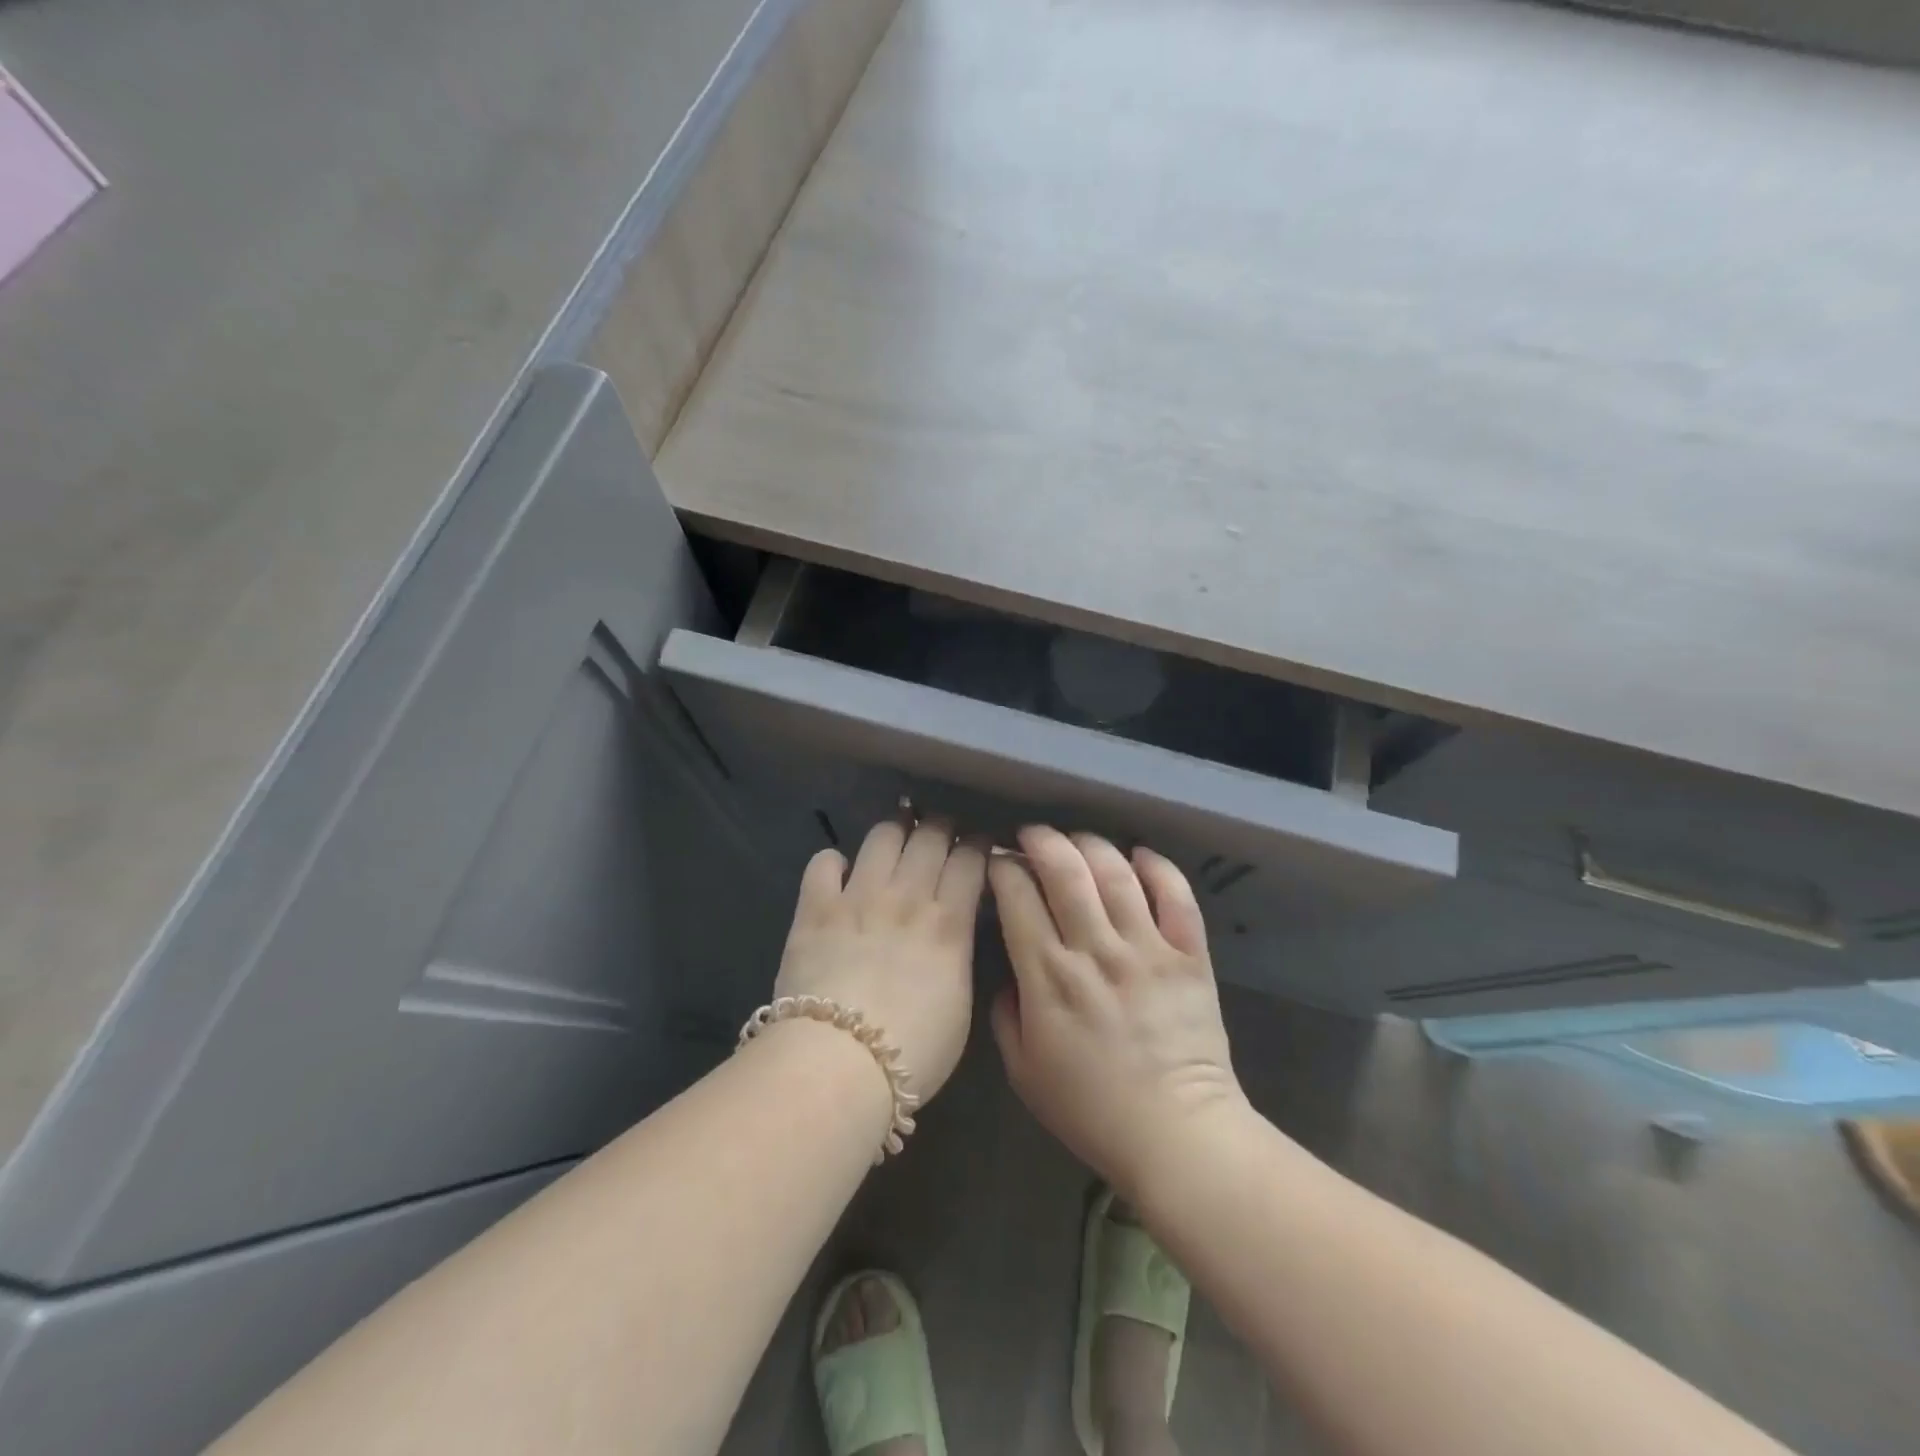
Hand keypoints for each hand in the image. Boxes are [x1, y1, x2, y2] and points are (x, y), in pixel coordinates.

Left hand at [775, 817, 987, 1102]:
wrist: (838, 1065)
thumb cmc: (914, 1051)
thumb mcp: (960, 1004)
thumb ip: (959, 954)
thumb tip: (954, 927)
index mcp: (948, 922)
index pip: (970, 859)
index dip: (977, 843)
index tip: (979, 842)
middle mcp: (907, 896)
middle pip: (930, 835)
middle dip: (942, 826)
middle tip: (942, 832)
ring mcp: (858, 897)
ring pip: (883, 835)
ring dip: (895, 830)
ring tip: (898, 836)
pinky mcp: (815, 908)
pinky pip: (824, 861)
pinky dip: (834, 861)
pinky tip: (840, 872)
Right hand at [989, 826, 1245, 1197]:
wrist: (1177, 1136)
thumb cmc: (1092, 1110)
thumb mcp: (1024, 1072)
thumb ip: (1005, 1015)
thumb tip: (1007, 972)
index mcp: (1049, 976)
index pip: (1017, 897)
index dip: (1003, 870)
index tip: (998, 865)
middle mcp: (1095, 950)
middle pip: (1065, 870)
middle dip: (1042, 840)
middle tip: (1032, 835)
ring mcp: (1147, 948)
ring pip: (1116, 872)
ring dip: (1091, 845)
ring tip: (1078, 841)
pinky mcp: (1189, 955)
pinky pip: (1176, 896)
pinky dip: (1158, 867)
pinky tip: (1139, 856)